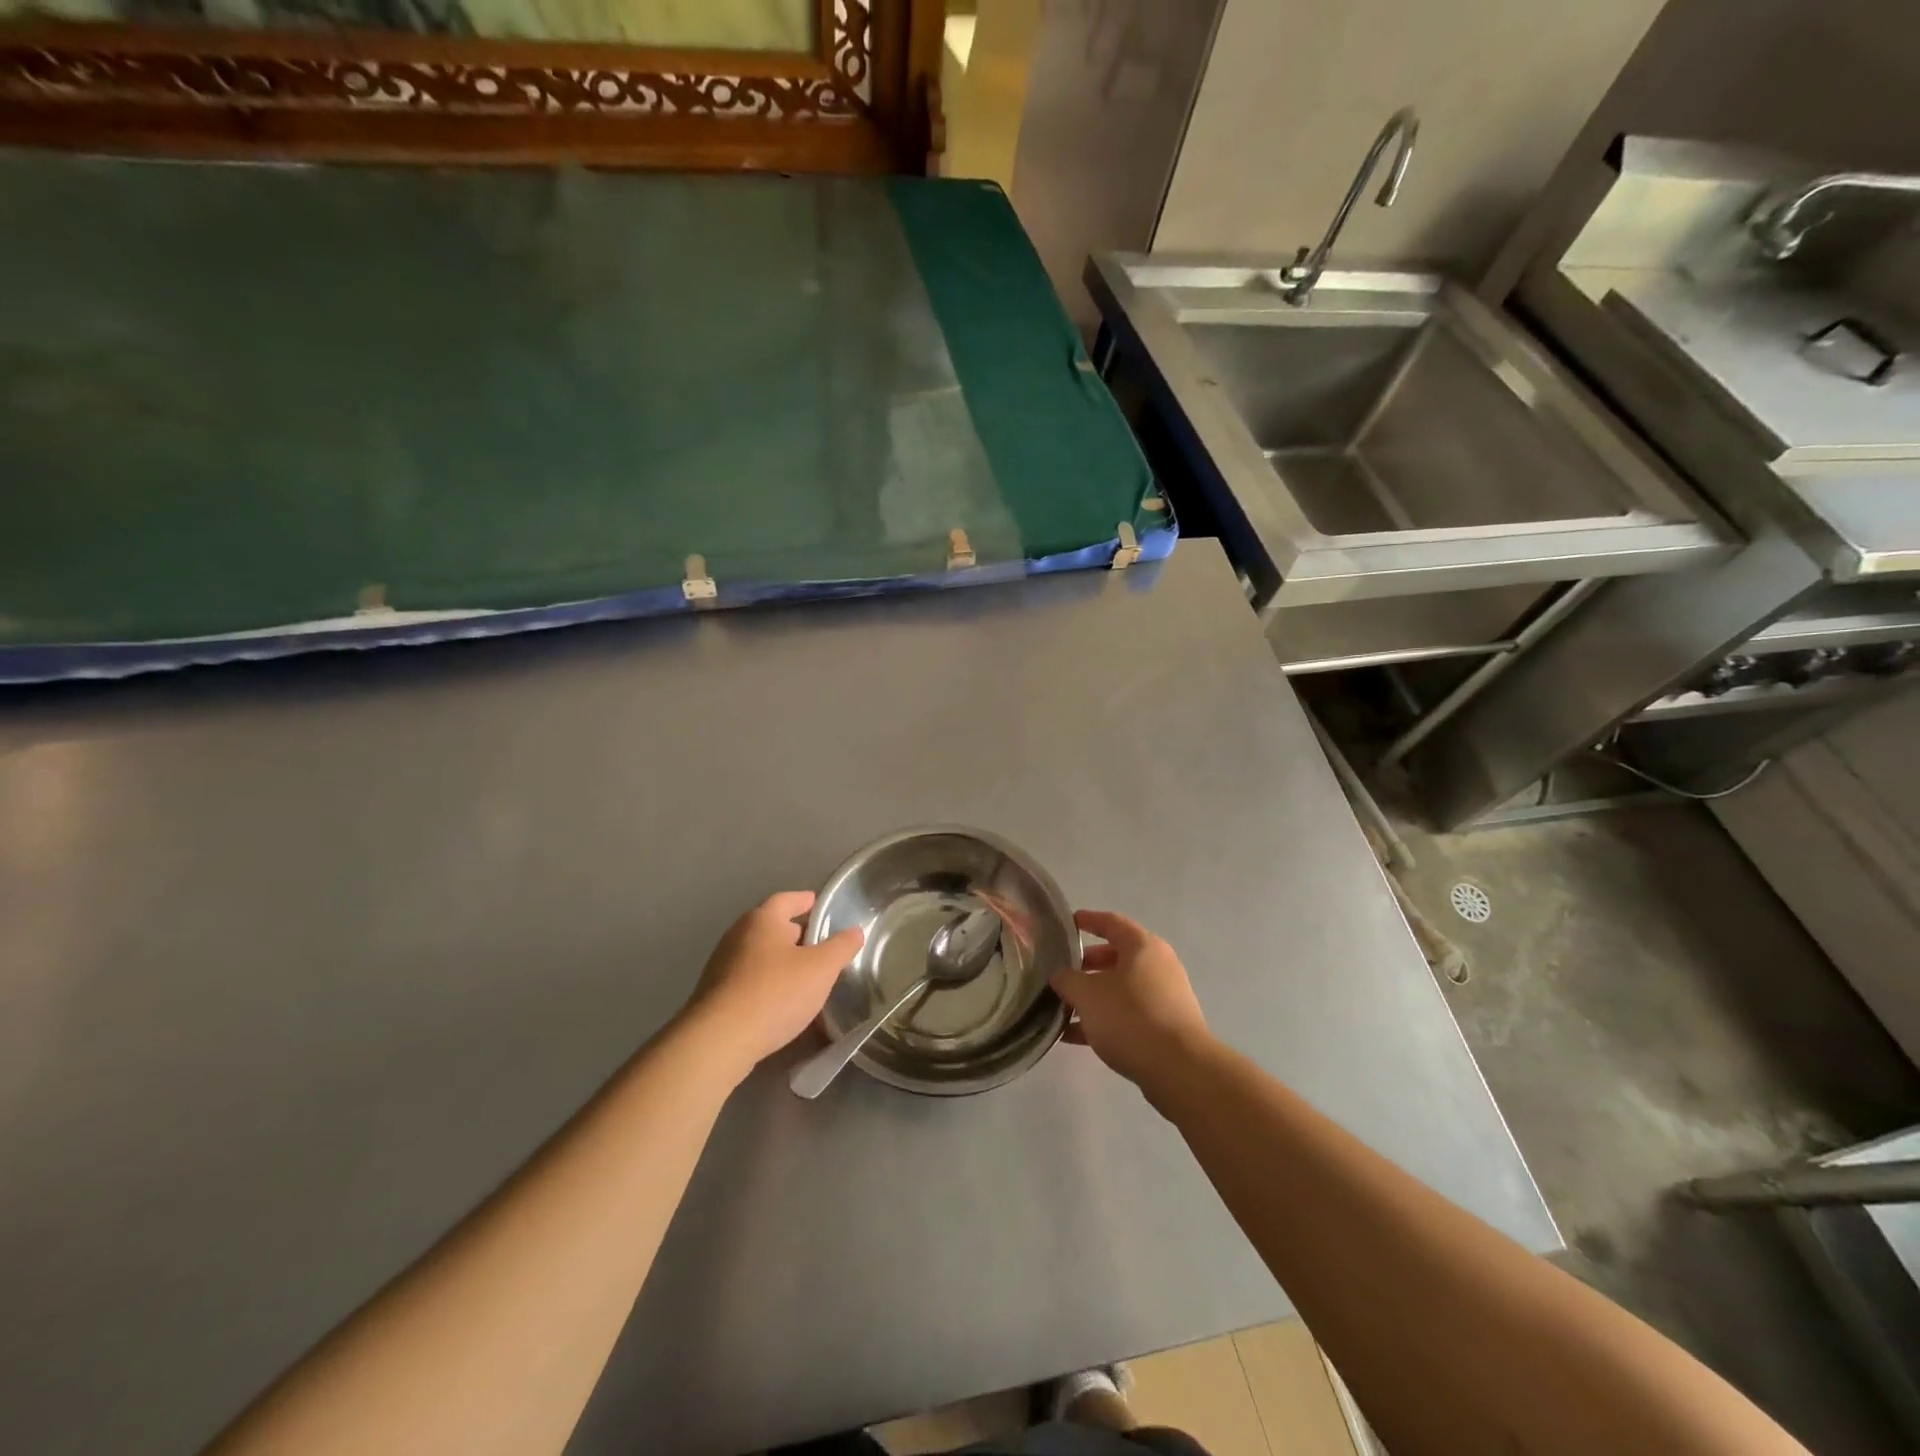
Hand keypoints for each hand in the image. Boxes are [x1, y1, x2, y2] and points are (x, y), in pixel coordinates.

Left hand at [685, 892, 864, 1079]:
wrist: (719, 1040)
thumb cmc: (775, 992)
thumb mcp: (821, 968)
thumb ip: (841, 947)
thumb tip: (855, 930)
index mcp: (762, 919)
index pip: (787, 899)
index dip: (805, 901)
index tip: (820, 905)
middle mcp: (738, 935)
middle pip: (771, 926)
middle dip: (795, 933)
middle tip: (819, 945)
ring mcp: (722, 965)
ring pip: (759, 954)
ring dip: (780, 960)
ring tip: (804, 975)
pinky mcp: (714, 994)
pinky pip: (748, 979)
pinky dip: (766, 982)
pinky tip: (780, 1001)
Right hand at [1052, 909, 1209, 1088]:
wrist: (1179, 1069)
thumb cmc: (1130, 1018)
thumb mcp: (1087, 995)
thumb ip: (1067, 980)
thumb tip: (1060, 976)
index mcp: (1142, 946)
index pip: (1111, 922)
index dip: (1088, 920)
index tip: (1067, 923)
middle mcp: (1158, 965)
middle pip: (1115, 957)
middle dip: (1086, 965)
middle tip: (1061, 973)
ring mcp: (1165, 996)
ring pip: (1120, 989)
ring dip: (1092, 997)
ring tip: (1062, 1008)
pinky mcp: (1166, 1026)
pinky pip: (1128, 1014)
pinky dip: (1104, 1019)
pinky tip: (1075, 1036)